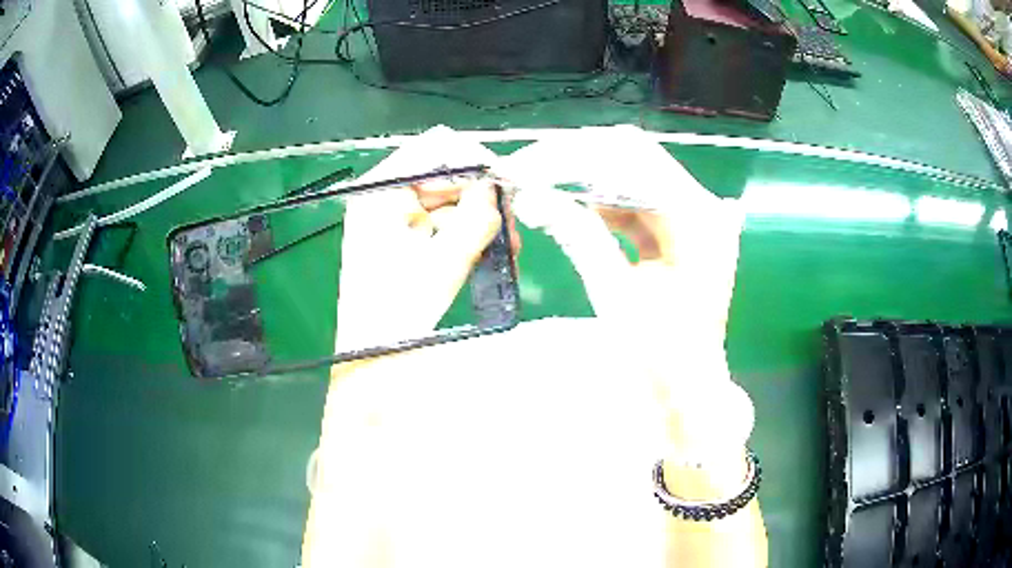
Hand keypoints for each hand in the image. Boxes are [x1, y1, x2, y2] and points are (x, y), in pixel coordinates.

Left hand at [335, 176, 506, 352]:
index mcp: (380, 191)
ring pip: (448, 199)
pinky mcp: (402, 236)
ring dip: (480, 218)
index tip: (506, 184)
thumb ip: (478, 216)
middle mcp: (383, 195)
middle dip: (482, 196)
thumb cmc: (399, 309)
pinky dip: (467, 234)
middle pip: (443, 174)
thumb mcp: (445, 259)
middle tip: (513, 220)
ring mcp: (392, 216)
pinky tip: (489, 251)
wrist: (373, 353)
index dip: (474, 162)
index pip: (434, 149)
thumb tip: (498, 186)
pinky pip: (442, 222)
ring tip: (508, 245)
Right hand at [511, 174, 749, 467]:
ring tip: (540, 186)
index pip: (633, 158)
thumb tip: (531, 194)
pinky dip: (603, 202)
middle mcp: (702, 207)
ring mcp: (694, 219)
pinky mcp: (681, 232)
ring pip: (633, 176)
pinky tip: (570, 207)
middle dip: (578, 160)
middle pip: (635, 158)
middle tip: (529, 170)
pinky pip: (637, 203)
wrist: (688, 392)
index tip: (528, 164)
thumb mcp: (616, 295)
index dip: (575, 154)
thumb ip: (578, 235)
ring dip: (587, 179)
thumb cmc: (660, 356)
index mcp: (697, 219)